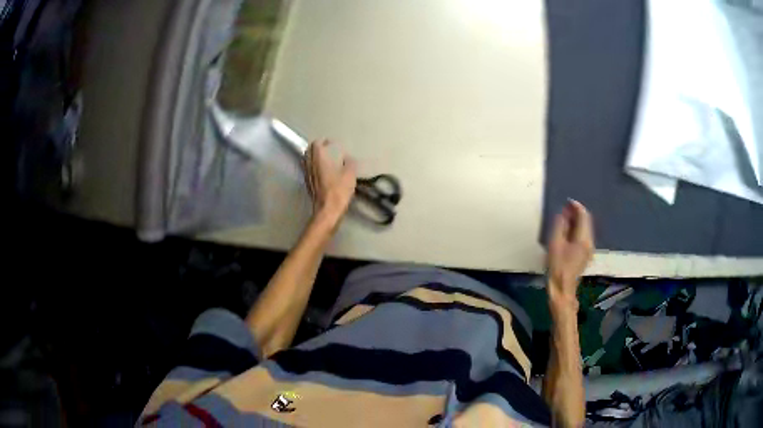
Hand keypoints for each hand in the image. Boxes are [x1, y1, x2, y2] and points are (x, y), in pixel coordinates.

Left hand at [303, 139, 356, 227]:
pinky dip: (313, 167)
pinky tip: (321, 172)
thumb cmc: (338, 192)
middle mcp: (310, 166)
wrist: (327, 211)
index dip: (322, 141)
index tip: (330, 142)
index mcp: (319, 160)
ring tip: (323, 159)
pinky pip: (308, 170)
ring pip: (306, 161)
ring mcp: (307, 176)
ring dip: (313, 157)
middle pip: (308, 151)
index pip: (315, 144)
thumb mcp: (350, 176)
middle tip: (326, 149)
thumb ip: (350, 164)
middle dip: (316, 148)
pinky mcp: (308, 185)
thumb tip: (349, 158)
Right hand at [547, 200, 594, 303]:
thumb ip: (560, 227)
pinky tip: (567, 232)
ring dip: (576, 222)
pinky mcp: (585, 255)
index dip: (576, 207)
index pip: (583, 216)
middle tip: (564, 208)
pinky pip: (583, 237)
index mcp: (584, 239)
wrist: (562, 289)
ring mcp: (588, 250)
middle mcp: (589, 242)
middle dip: (576, 213)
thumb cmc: (558, 267)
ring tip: (564, 218)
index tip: (567, 201)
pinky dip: (576, 230)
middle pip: (586, 222)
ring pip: (585, 229)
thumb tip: (563, 215)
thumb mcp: (555, 244)